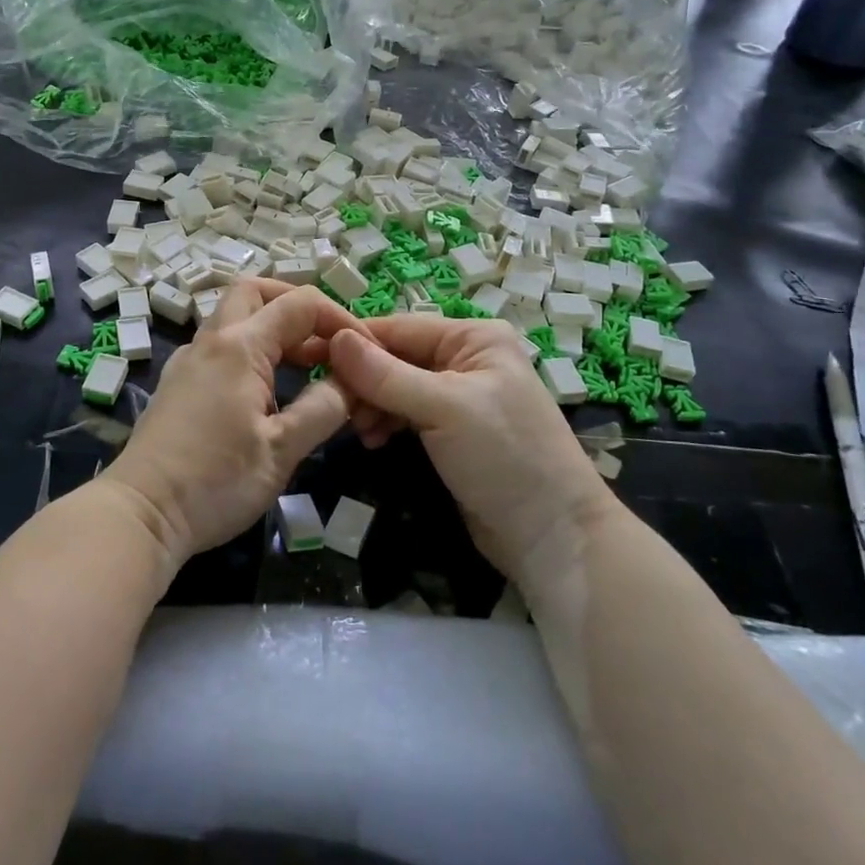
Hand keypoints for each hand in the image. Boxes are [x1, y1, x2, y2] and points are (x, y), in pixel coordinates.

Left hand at [104, 281, 359, 563]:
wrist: (142, 514)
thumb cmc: (215, 481)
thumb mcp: (282, 451)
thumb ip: (323, 408)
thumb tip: (352, 382)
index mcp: (240, 346)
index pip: (299, 304)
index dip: (340, 318)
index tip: (365, 350)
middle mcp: (211, 341)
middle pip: (255, 291)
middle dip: (296, 305)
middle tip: (327, 340)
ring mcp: (189, 360)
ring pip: (234, 317)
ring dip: (273, 328)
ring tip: (308, 366)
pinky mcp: (179, 383)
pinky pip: (220, 345)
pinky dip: (251, 349)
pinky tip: (267, 388)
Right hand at [327, 316, 613, 581]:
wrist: (552, 536)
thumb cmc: (504, 457)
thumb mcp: (443, 408)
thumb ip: (385, 374)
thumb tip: (335, 338)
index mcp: (473, 338)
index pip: (400, 328)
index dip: (356, 343)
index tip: (311, 357)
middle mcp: (466, 358)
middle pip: (395, 357)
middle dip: (364, 382)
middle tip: (335, 408)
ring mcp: (458, 396)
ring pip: (396, 387)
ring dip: (372, 405)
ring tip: (359, 432)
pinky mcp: (451, 430)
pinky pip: (406, 413)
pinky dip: (386, 423)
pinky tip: (372, 440)